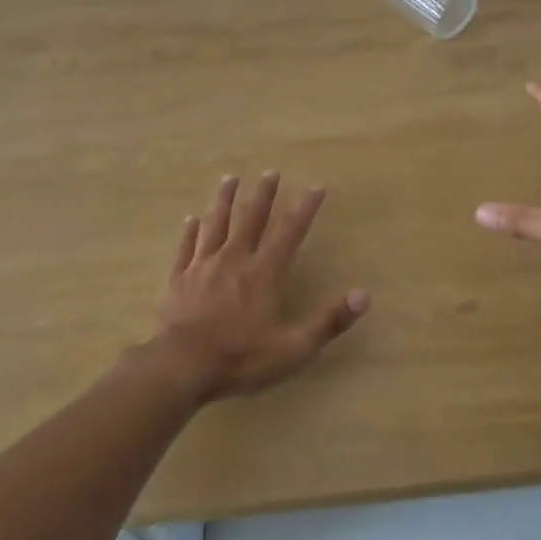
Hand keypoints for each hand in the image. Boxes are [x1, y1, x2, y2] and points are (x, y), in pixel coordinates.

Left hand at [145, 173, 369, 402]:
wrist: (180, 366)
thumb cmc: (240, 358)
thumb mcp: (293, 348)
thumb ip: (328, 321)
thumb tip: (363, 295)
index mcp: (264, 273)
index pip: (290, 233)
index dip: (305, 209)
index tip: (316, 187)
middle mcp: (234, 260)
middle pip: (250, 219)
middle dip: (263, 195)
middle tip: (270, 172)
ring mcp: (202, 267)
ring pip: (215, 224)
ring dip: (224, 200)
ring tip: (229, 178)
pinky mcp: (177, 279)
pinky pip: (185, 247)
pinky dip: (189, 232)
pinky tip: (190, 219)